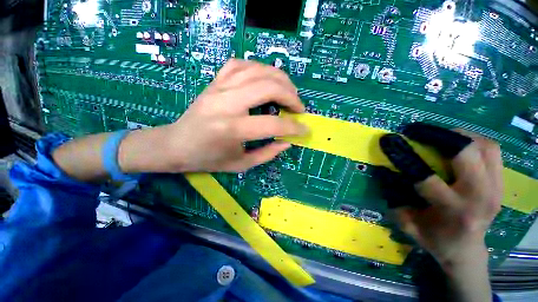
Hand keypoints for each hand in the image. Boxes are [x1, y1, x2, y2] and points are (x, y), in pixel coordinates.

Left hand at [157, 59, 306, 172]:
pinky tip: (265, 80)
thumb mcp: (241, 164)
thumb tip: (287, 141)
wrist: (176, 144)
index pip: (273, 124)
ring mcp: (219, 88)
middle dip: (291, 96)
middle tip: (298, 108)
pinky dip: (258, 69)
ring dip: (279, 79)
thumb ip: (267, 154)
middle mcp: (226, 103)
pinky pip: (240, 64)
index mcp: (232, 129)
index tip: (305, 129)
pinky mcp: (215, 82)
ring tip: (288, 92)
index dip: (294, 127)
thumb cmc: (208, 159)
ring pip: (257, 70)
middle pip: (268, 87)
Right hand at [379, 123, 502, 300]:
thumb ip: (394, 199)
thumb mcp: (407, 223)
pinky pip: (493, 151)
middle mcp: (480, 198)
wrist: (466, 250)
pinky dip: (475, 141)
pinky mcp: (502, 184)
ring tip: (439, 135)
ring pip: (486, 147)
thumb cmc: (434, 238)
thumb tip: (384, 172)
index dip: (404, 156)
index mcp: (453, 211)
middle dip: (439, 137)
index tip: (391, 141)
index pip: (426, 177)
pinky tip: (459, 144)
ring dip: (460, 136)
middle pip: (467, 153)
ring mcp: (496, 190)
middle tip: (418, 132)